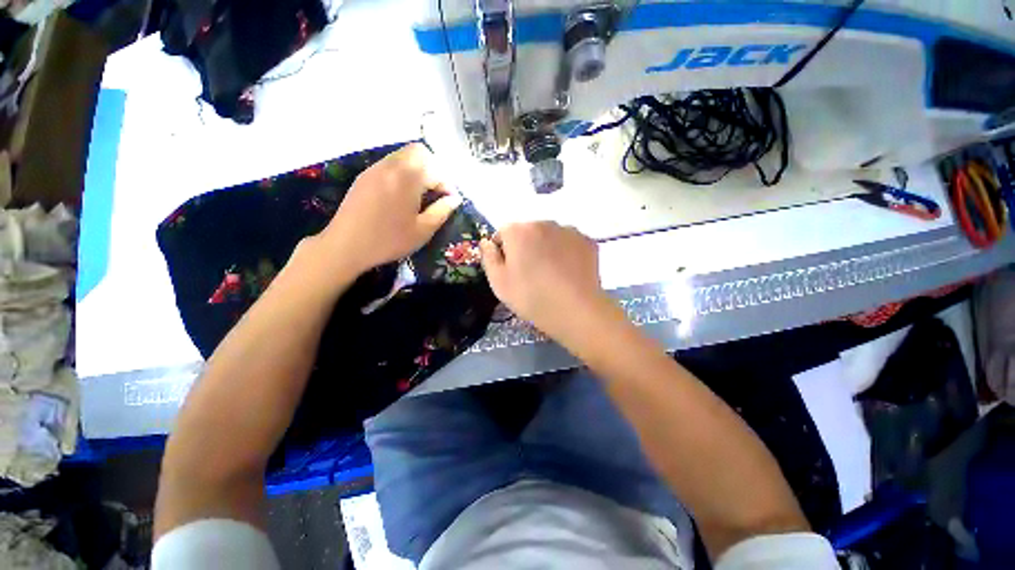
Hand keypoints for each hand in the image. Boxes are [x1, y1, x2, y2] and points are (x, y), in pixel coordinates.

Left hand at [317, 143, 461, 275]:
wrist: (345, 246)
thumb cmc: (388, 240)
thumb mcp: (422, 230)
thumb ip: (442, 211)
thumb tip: (455, 199)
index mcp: (407, 178)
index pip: (436, 169)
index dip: (447, 184)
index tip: (449, 201)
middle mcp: (390, 166)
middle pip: (419, 152)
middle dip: (433, 169)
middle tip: (435, 193)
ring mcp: (375, 169)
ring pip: (403, 156)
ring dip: (418, 170)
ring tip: (420, 196)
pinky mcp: (365, 176)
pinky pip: (390, 164)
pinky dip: (403, 173)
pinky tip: (402, 196)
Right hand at [480, 222, 608, 340]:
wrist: (575, 310)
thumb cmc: (531, 297)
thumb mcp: (499, 283)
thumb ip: (489, 257)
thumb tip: (487, 242)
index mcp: (518, 231)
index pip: (503, 233)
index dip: (503, 251)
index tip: (509, 270)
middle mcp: (543, 223)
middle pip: (528, 232)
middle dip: (526, 247)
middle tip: (531, 273)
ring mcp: (568, 230)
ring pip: (550, 236)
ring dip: (546, 247)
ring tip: (552, 274)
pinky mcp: (587, 241)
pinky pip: (569, 243)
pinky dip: (566, 252)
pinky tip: (568, 272)